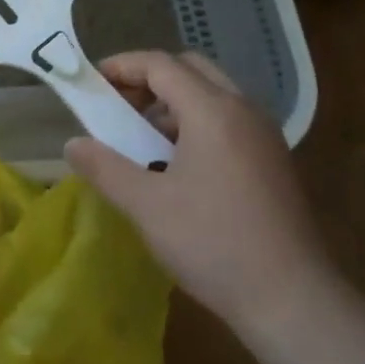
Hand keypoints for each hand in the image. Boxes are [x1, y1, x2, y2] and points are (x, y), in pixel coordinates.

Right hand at [63, 50, 325, 332]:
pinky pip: (228, 120)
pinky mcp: (273, 159)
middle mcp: (243, 110)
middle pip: (190, 69)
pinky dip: (196, 123)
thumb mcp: (147, 206)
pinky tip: (177, 165)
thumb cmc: (213, 243)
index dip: (122, 66)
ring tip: (142, 140)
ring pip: (212, 94)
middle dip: (149, 79)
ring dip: (172, 103)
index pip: (161, 64)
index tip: (92, 84)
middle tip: (118, 107)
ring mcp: (264, 134)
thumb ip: (105, 167)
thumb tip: (72, 144)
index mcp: (213, 111)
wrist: (292, 299)